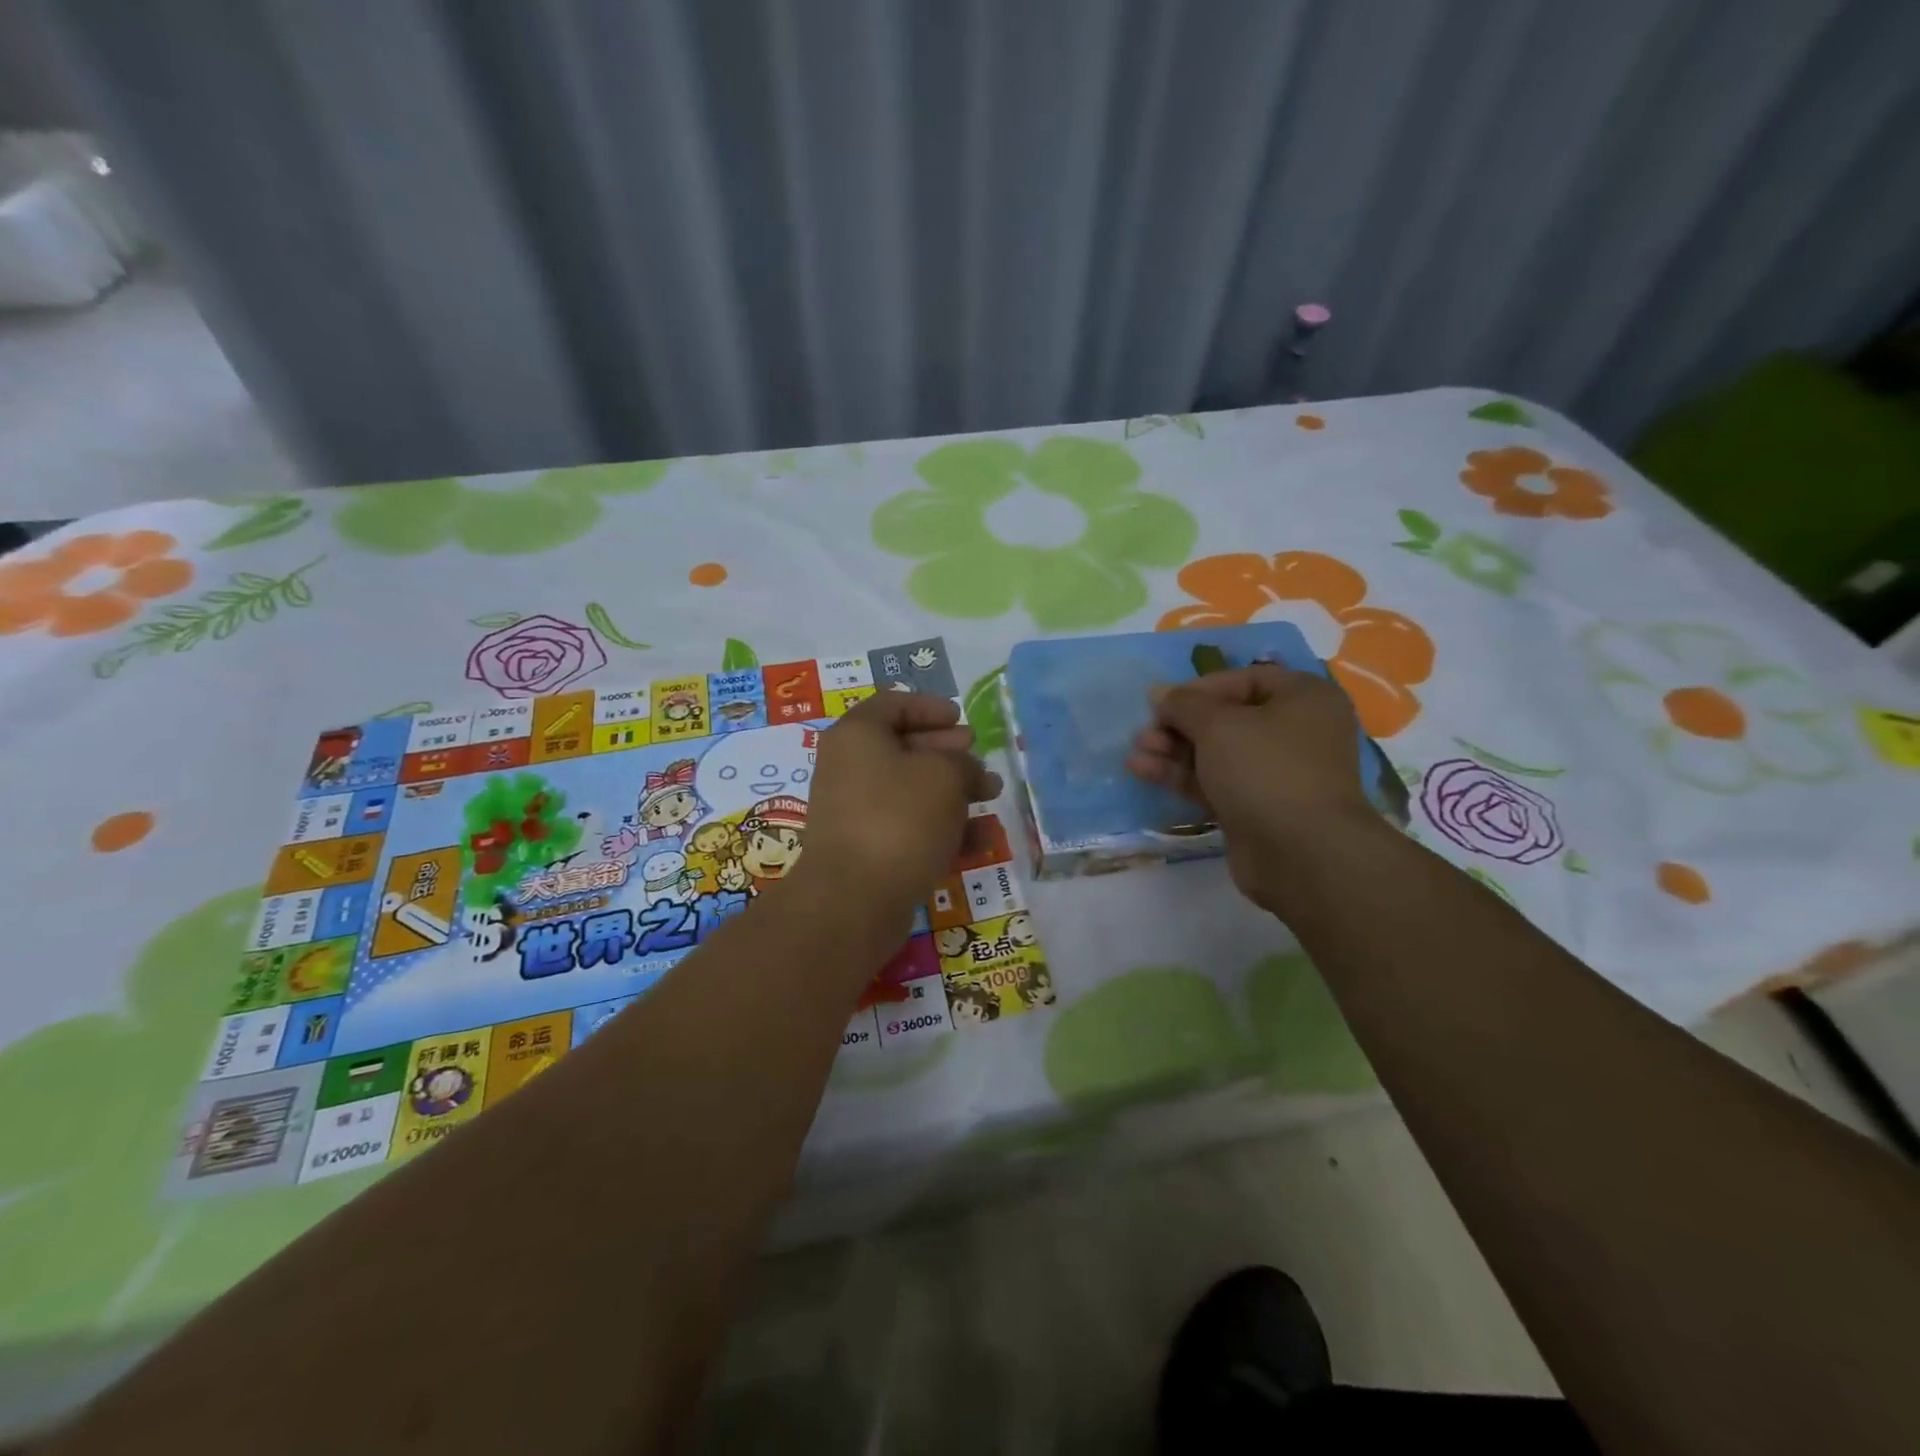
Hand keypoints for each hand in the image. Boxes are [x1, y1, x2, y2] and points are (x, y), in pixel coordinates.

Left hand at [795, 691, 1001, 932]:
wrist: (854, 899)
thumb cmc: (899, 818)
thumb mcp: (944, 776)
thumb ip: (963, 763)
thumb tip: (968, 770)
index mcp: (857, 735)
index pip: (893, 704)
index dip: (930, 707)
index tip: (961, 719)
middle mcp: (848, 768)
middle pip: (902, 748)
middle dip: (947, 753)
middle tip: (978, 758)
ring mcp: (854, 811)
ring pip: (909, 791)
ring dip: (951, 791)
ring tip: (989, 797)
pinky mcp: (865, 850)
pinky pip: (907, 827)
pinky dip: (940, 827)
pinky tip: (979, 840)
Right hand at [1126, 664, 1375, 905]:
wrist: (1300, 853)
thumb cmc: (1265, 769)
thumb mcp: (1218, 725)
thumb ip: (1184, 704)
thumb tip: (1160, 692)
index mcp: (1304, 699)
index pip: (1245, 680)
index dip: (1200, 688)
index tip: (1163, 702)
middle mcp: (1296, 732)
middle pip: (1227, 719)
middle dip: (1180, 725)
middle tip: (1144, 733)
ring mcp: (1277, 774)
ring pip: (1217, 753)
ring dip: (1174, 751)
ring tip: (1135, 755)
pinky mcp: (1257, 808)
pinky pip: (1215, 782)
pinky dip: (1182, 776)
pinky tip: (1143, 772)